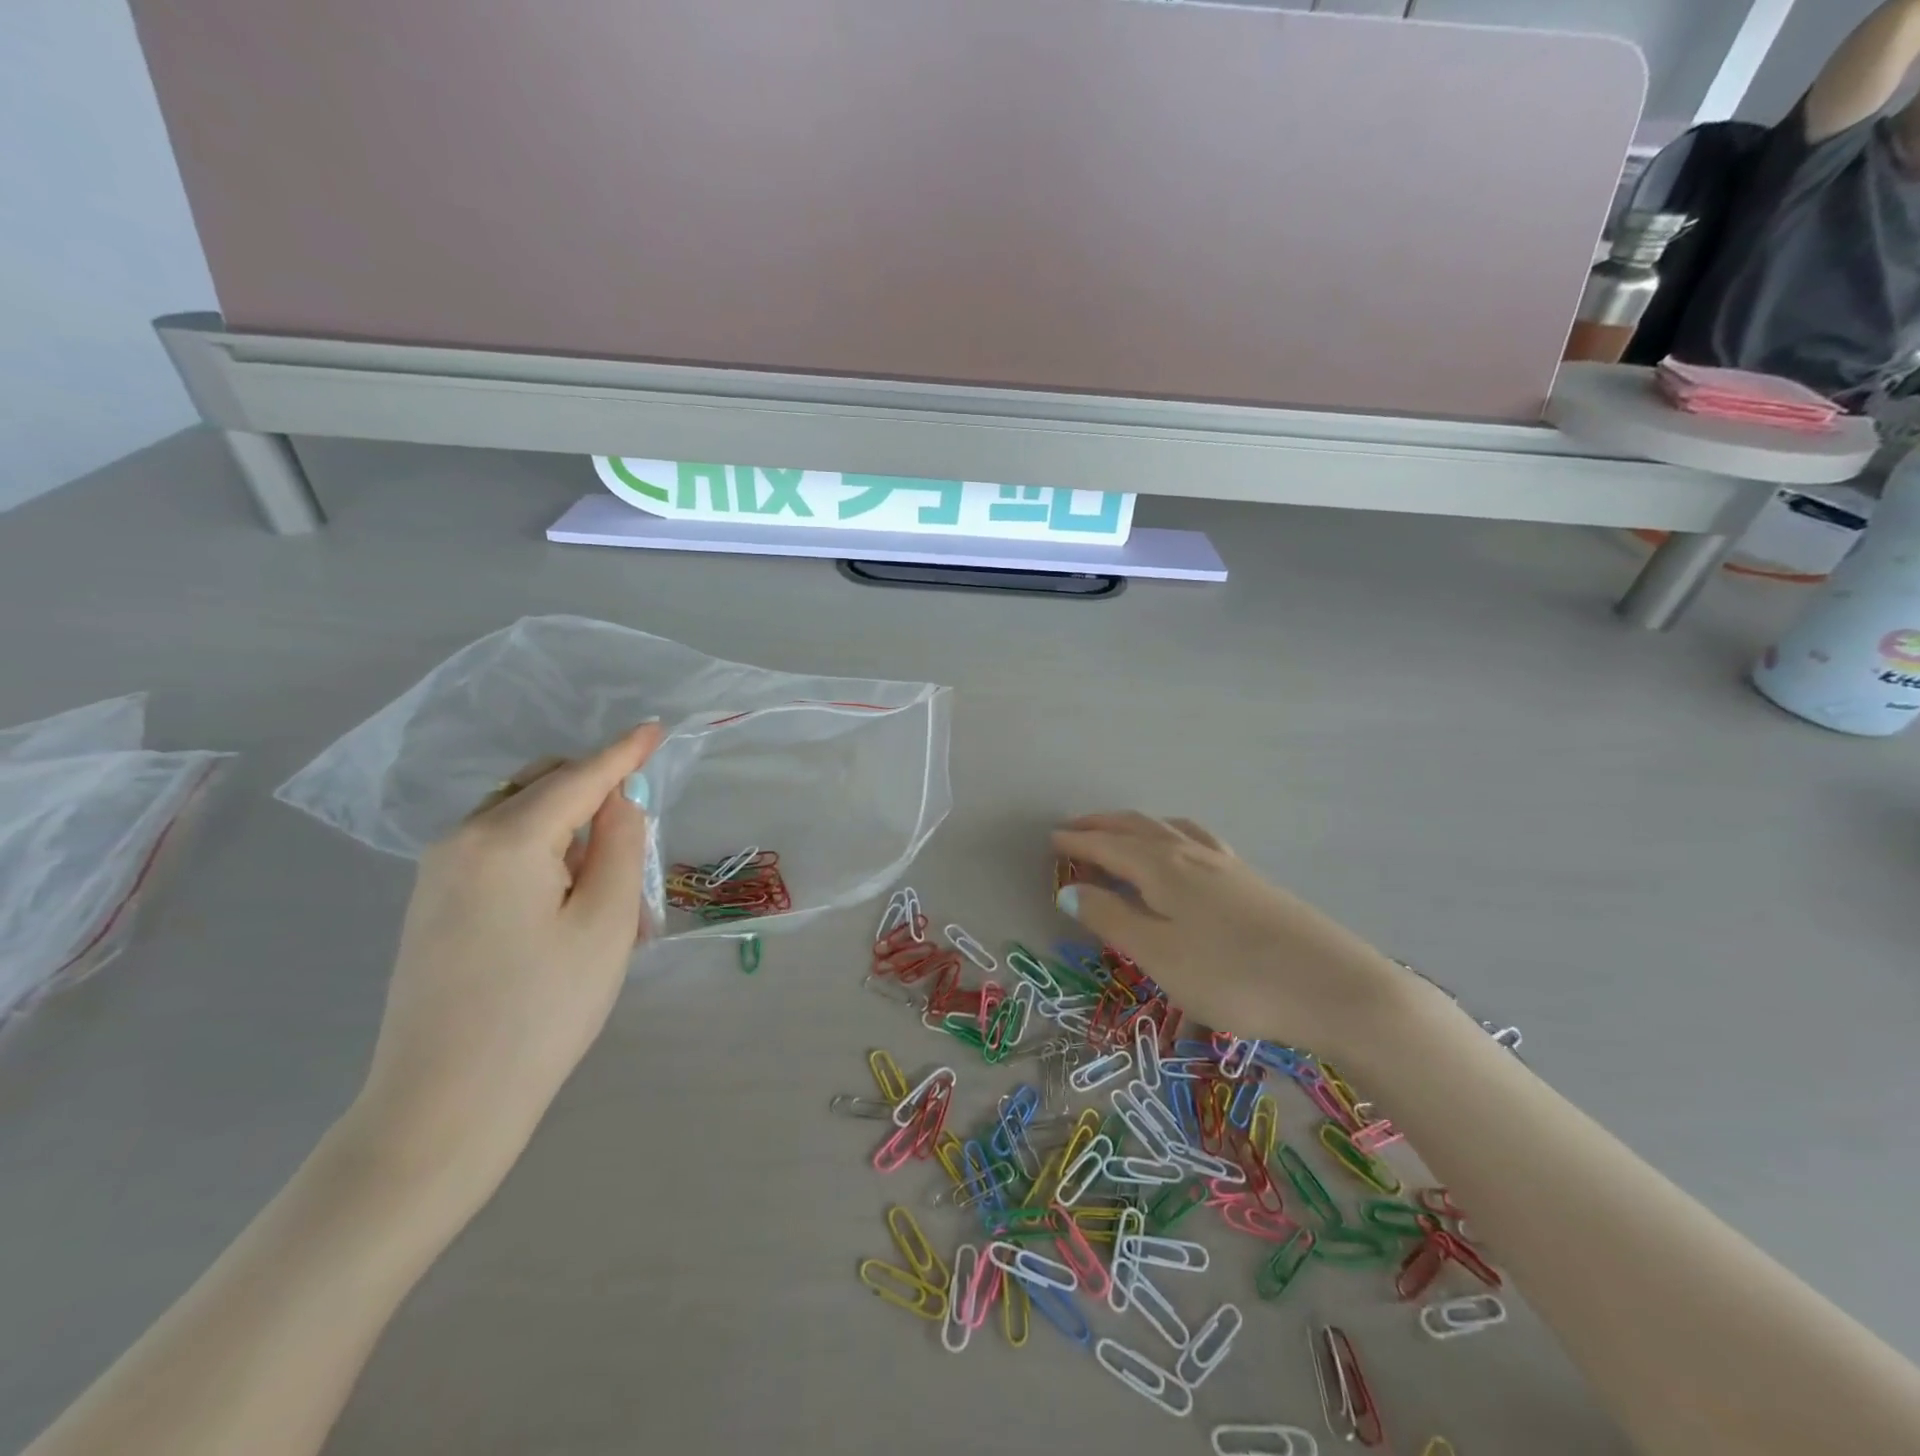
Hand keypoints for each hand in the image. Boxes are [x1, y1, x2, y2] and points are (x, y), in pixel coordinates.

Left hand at [343, 723, 664, 1200]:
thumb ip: (619, 844)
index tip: (656, 728)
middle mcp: (461, 839)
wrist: (443, 1105)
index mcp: (506, 838)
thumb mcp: (605, 922)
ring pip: (520, 815)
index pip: (579, 777)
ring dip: (569, 825)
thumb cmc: (542, 1010)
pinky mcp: (432, 901)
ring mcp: (437, 871)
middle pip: (543, 786)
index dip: (623, 752)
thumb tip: (620, 798)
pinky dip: (541, 851)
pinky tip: (562, 899)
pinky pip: (499, 848)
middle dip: (595, 792)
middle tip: (638, 838)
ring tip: (605, 884)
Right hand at [1051, 812, 1411, 1057]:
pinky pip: (1198, 841)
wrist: (1335, 988)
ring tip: (1123, 831)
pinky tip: (1185, 852)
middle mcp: (1193, 855)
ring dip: (1138, 826)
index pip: (1109, 846)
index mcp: (1164, 868)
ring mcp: (1228, 866)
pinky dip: (1173, 835)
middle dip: (1103, 826)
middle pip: (1139, 828)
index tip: (1051, 839)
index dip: (1078, 842)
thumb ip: (1113, 919)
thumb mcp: (1160, 955)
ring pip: (1171, 830)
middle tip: (1074, 828)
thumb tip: (1069, 889)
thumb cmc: (1234, 976)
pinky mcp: (1253, 882)